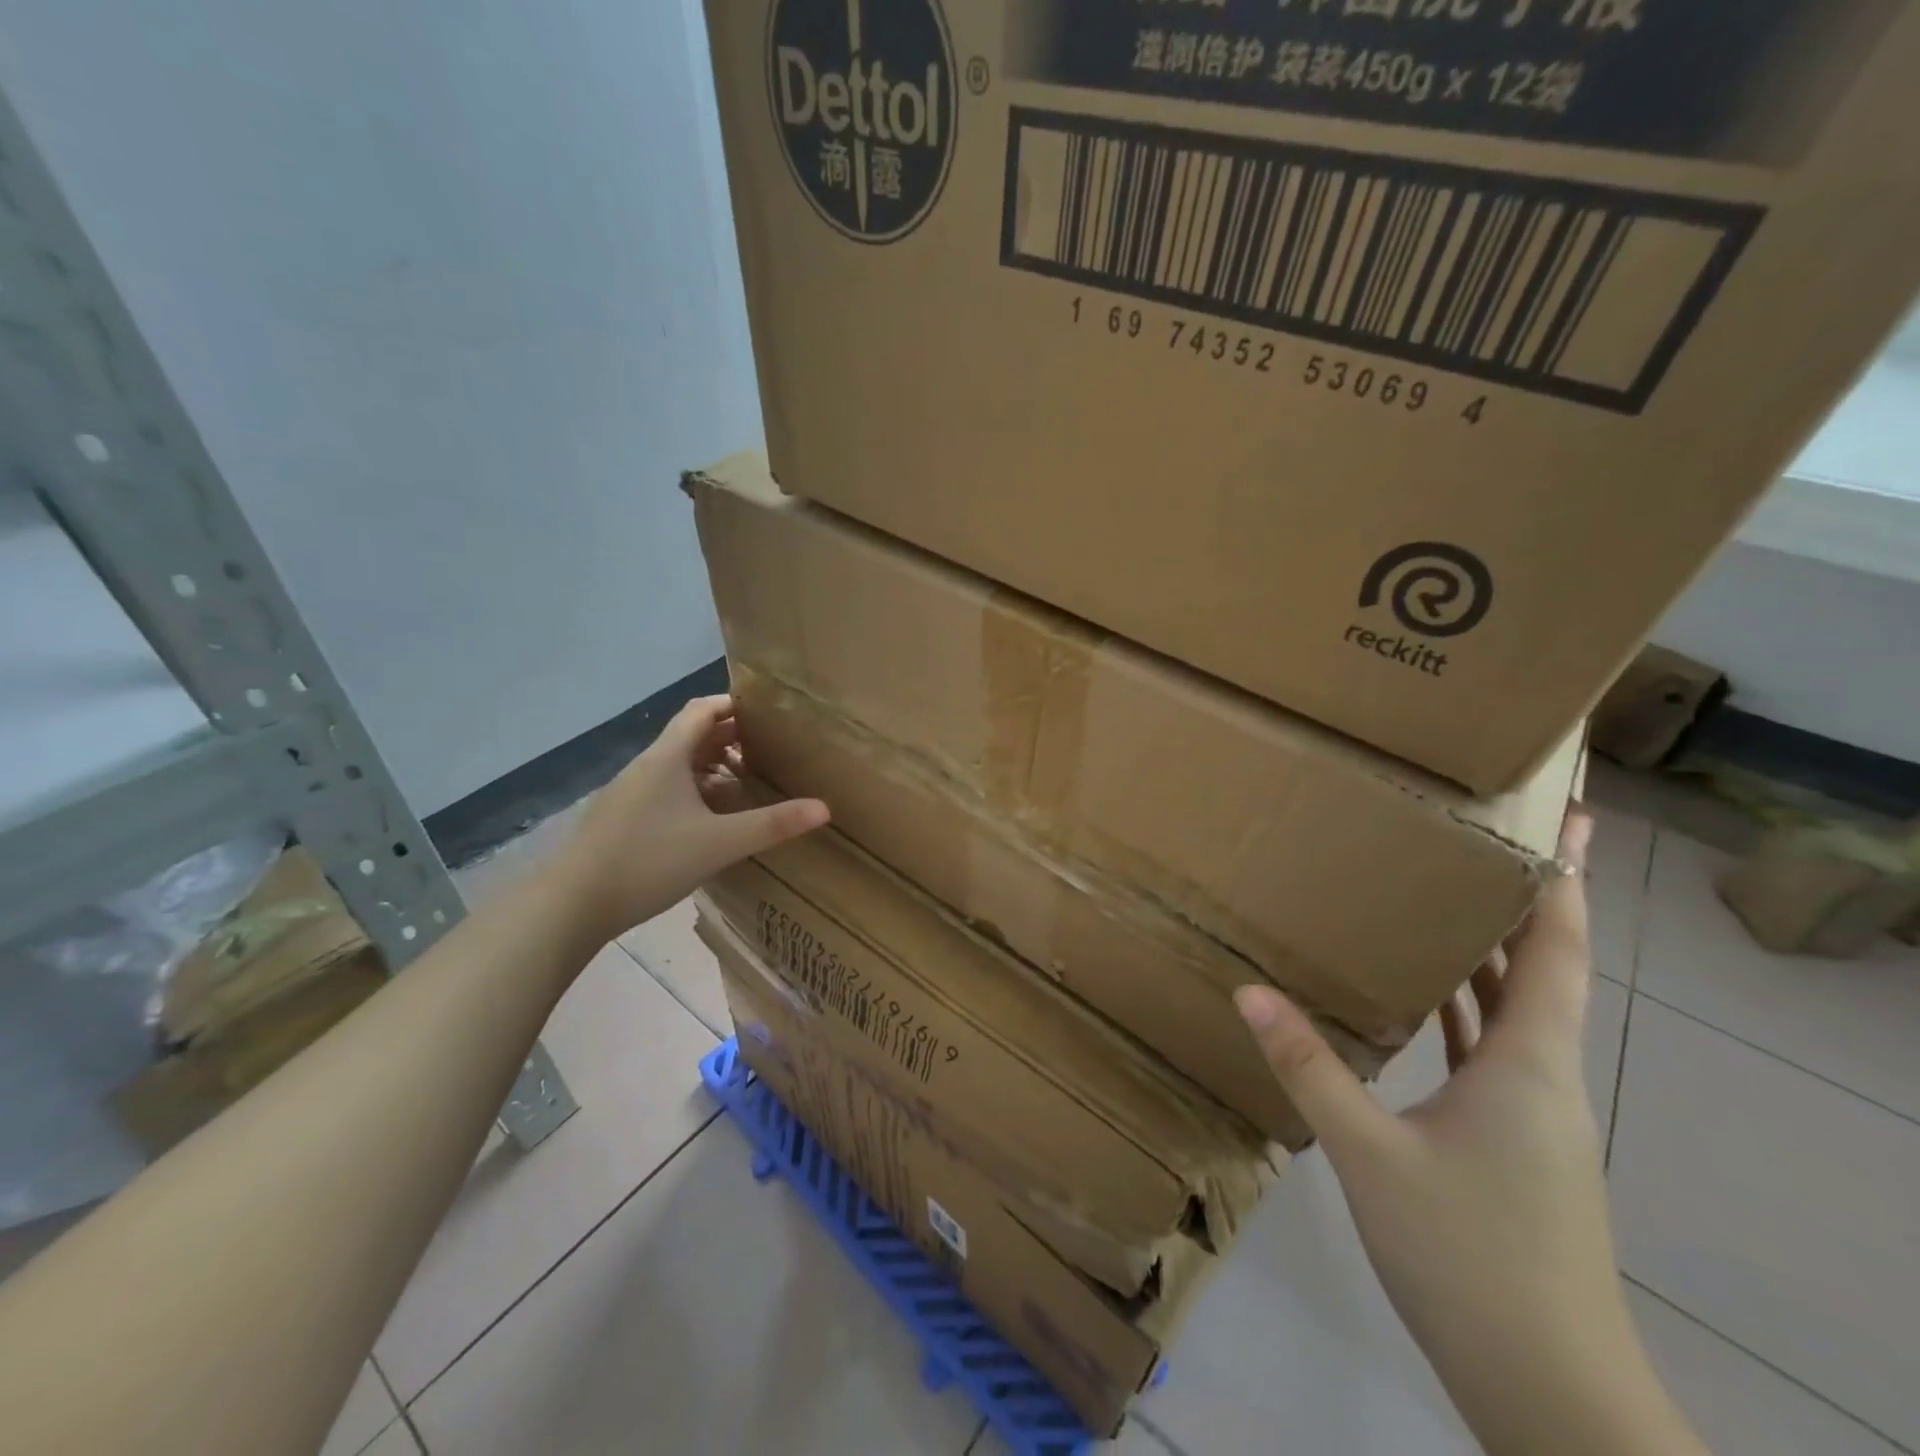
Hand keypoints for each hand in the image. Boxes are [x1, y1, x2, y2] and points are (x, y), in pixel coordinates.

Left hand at [547, 695, 827, 942]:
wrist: (571, 905)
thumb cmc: (649, 861)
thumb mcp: (720, 843)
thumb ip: (772, 824)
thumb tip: (824, 808)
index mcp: (667, 758)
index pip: (701, 710)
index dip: (733, 704)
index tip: (767, 712)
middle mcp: (645, 766)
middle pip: (689, 735)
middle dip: (727, 736)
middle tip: (767, 747)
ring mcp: (628, 793)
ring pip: (675, 765)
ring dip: (708, 764)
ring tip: (743, 779)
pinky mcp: (619, 819)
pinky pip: (663, 789)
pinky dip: (690, 789)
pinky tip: (706, 818)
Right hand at [1236, 813, 1701, 1455]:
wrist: (1548, 1390)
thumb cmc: (1470, 1257)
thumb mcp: (1371, 1154)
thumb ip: (1310, 1068)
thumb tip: (1249, 990)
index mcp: (1530, 1061)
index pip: (1557, 947)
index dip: (1567, 880)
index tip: (1571, 820)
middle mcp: (1543, 1072)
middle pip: (1545, 964)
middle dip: (1530, 897)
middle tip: (1489, 837)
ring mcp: (1533, 1108)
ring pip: (1519, 1005)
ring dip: (1494, 949)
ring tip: (1449, 893)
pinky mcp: (1515, 1136)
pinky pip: (1494, 1043)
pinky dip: (1469, 1003)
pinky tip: (1426, 990)